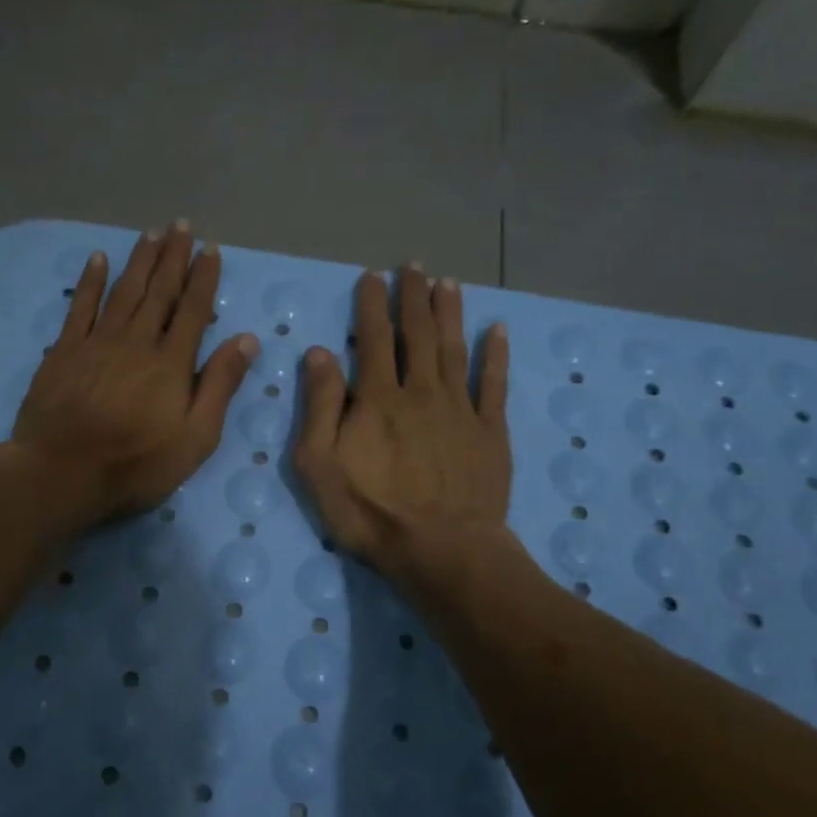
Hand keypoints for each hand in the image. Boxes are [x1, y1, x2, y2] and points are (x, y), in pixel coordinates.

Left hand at [11, 222, 259, 528]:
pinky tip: (97, 259)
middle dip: (173, 257)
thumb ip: (220, 386)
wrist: (62, 474)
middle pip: (158, 291)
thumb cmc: (136, 464)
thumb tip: (246, 339)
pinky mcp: (64, 351)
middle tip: (181, 226)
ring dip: (139, 261)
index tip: (210, 250)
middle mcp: (136, 341)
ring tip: (151, 233)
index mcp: (171, 363)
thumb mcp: (195, 438)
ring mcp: (97, 342)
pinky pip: (80, 306)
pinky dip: (89, 281)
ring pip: (123, 291)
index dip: (203, 278)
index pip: (192, 310)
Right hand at [293, 265, 511, 577]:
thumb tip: (320, 353)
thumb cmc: (370, 512)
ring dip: (450, 313)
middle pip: (416, 334)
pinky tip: (497, 331)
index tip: (372, 276)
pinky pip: (494, 385)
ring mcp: (460, 410)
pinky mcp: (489, 432)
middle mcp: (420, 392)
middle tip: (413, 266)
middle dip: (413, 297)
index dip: (371, 305)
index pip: (372, 339)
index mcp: (377, 398)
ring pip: (454, 349)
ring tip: (448, 283)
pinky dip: (496, 356)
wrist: (441, 549)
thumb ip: (319, 406)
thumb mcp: (320, 464)